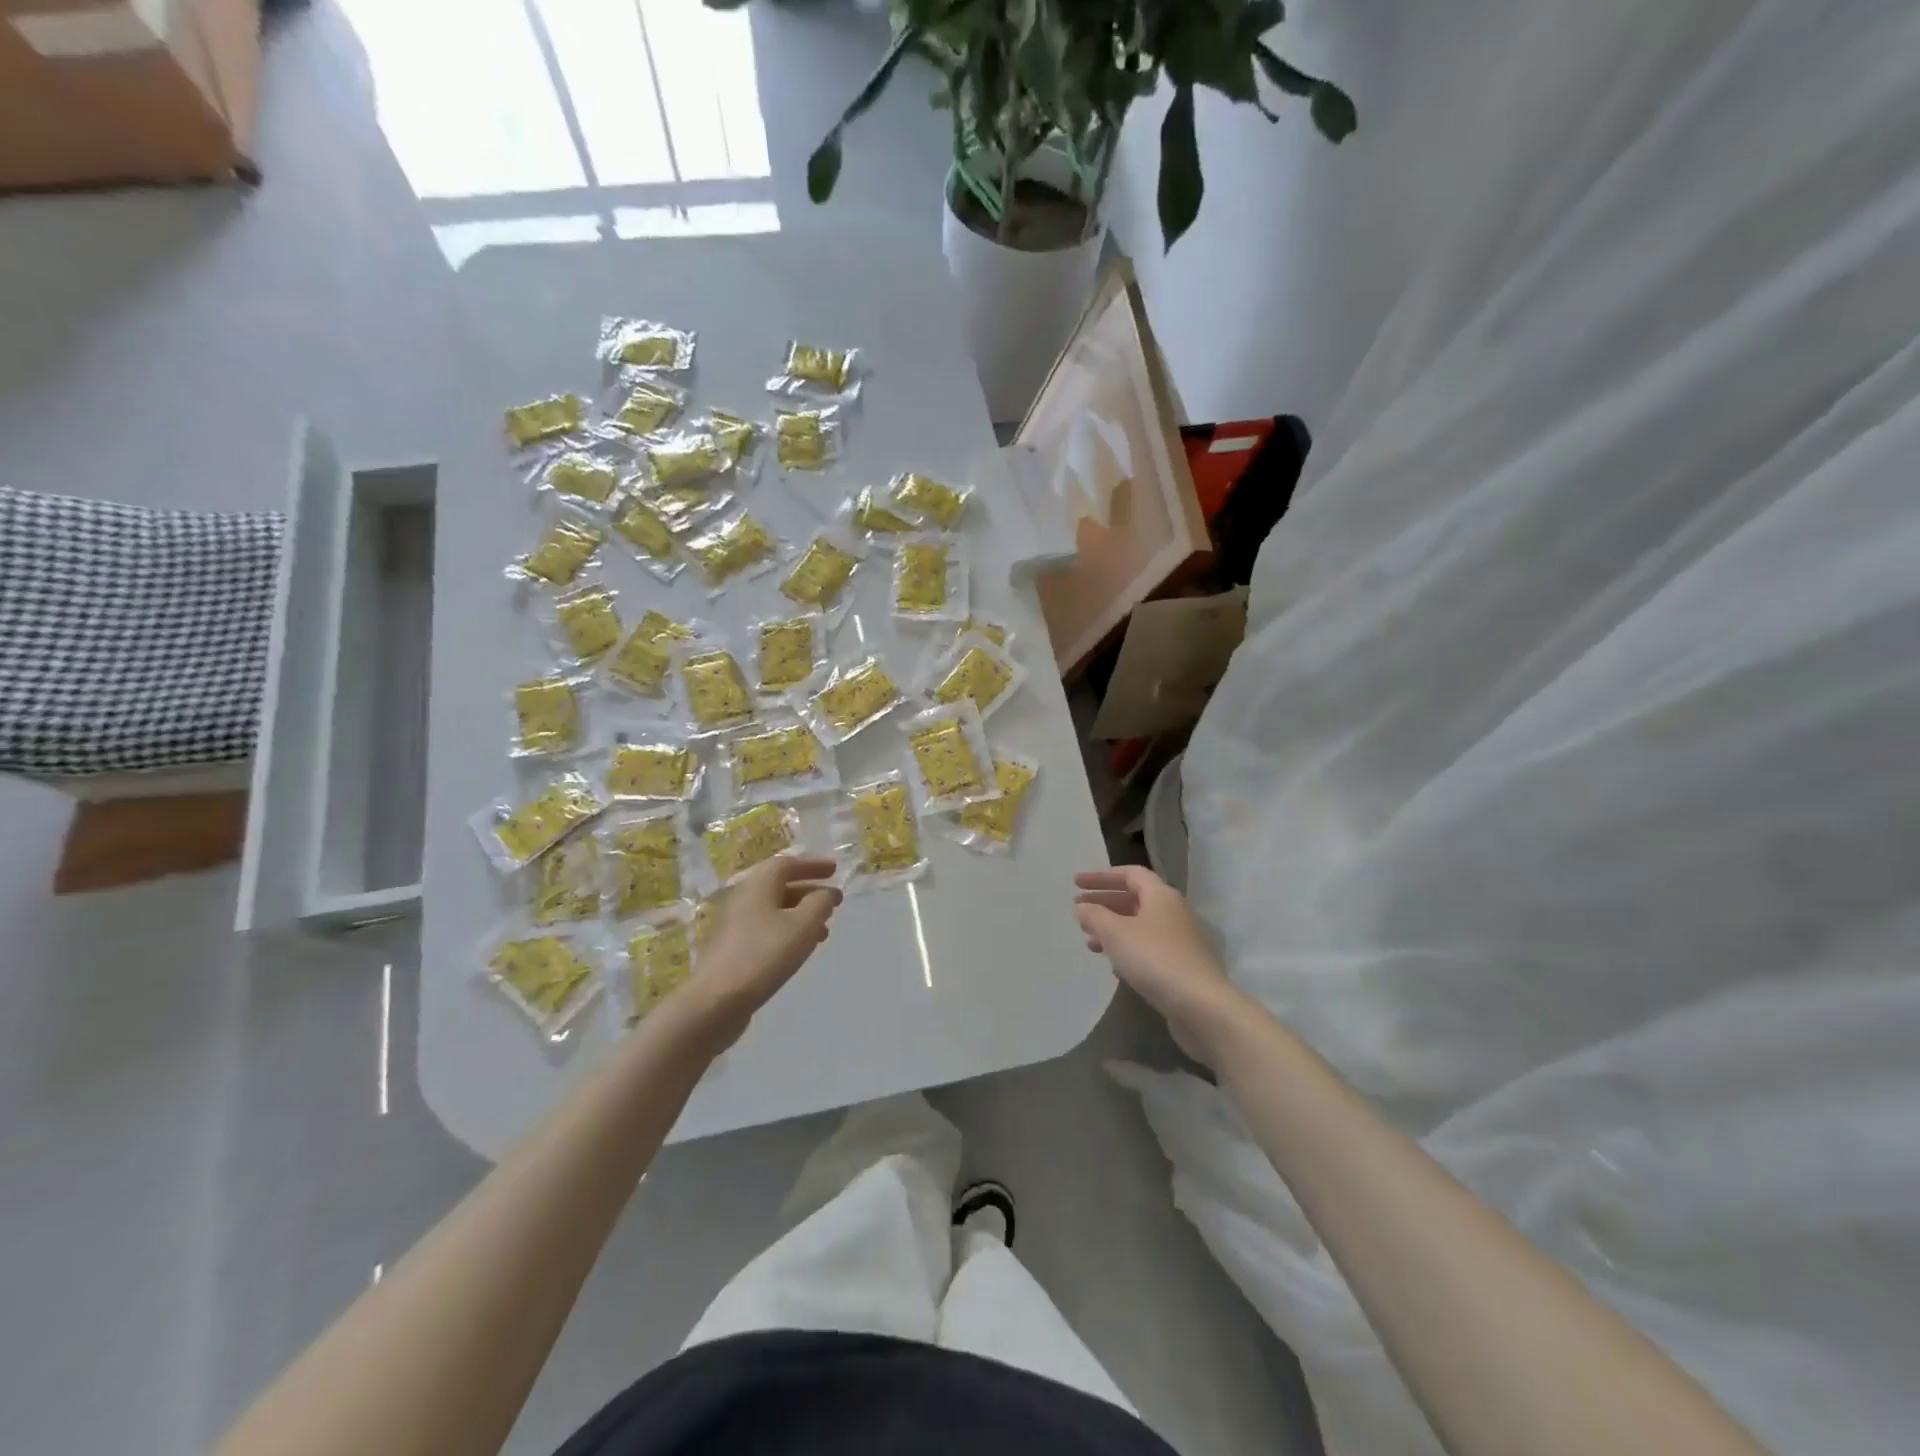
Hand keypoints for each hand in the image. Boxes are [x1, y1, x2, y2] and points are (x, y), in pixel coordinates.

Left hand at [688, 855, 841, 1045]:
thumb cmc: (764, 955)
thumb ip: (820, 903)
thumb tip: (827, 892)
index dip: (812, 865)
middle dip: (809, 890)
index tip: (835, 870)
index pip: (787, 864)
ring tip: (824, 930)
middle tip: (833, 900)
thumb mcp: (803, 925)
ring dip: (801, 914)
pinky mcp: (732, 949)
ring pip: (774, 910)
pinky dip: (787, 931)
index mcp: (758, 885)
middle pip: (779, 886)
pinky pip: (766, 929)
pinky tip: (800, 949)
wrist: (716, 1000)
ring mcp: (734, 925)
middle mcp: (743, 898)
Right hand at [1074, 865, 1246, 1063]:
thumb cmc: (1154, 959)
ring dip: (1112, 929)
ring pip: (1140, 925)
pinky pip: (1148, 948)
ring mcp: (1180, 940)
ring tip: (1089, 941)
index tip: (1076, 884)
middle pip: (1134, 899)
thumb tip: (1083, 906)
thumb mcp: (1115, 933)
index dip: (1101, 877)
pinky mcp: (1181, 965)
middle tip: (1078, 910)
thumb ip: (1095, 915)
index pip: (1130, 874)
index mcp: (1161, 895)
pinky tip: (1113, 965)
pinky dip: (1127, 949)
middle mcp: (1173, 912)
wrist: (1200, 1006)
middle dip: (1104, 903)